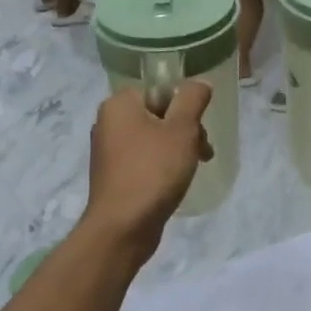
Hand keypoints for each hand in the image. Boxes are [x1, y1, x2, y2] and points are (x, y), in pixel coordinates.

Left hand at [82, 80, 214, 260]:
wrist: (123, 227)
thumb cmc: (153, 171)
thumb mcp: (182, 129)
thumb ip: (192, 99)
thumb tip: (199, 83)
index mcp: (119, 104)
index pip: (159, 90)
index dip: (184, 108)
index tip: (198, 130)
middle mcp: (108, 122)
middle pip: (158, 114)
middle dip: (185, 131)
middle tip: (202, 153)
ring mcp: (108, 151)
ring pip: (153, 139)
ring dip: (177, 150)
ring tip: (192, 171)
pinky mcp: (113, 176)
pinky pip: (144, 160)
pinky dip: (161, 167)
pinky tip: (174, 185)